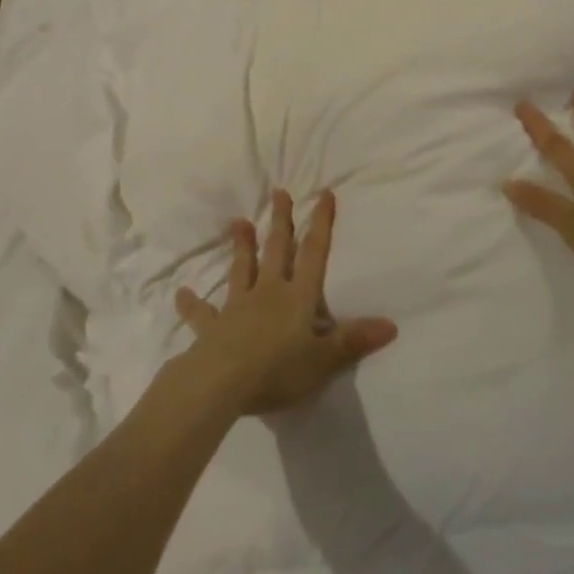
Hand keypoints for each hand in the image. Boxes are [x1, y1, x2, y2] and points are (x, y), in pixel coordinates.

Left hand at [174, 189, 397, 415]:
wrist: (223, 382)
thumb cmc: (278, 369)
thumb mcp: (324, 359)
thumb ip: (354, 341)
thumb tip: (391, 324)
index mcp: (297, 297)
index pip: (314, 254)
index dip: (321, 224)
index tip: (322, 194)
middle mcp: (268, 292)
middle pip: (276, 251)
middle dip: (280, 222)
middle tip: (278, 192)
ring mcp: (237, 307)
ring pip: (241, 270)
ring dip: (241, 247)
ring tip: (238, 222)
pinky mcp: (213, 328)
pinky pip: (202, 314)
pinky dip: (193, 304)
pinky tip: (182, 294)